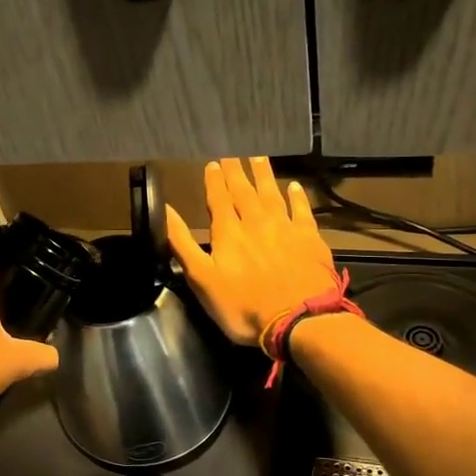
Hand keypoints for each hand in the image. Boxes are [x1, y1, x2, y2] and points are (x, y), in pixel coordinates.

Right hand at [167, 157, 338, 345]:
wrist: (299, 320)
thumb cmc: (243, 306)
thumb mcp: (201, 279)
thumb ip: (182, 244)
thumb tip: (165, 210)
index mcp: (228, 232)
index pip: (219, 199)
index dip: (214, 181)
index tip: (212, 164)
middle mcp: (256, 222)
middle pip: (244, 191)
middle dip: (237, 172)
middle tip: (233, 155)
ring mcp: (285, 228)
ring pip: (272, 194)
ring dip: (264, 175)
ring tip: (258, 158)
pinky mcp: (310, 239)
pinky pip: (302, 210)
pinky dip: (297, 197)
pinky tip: (295, 187)